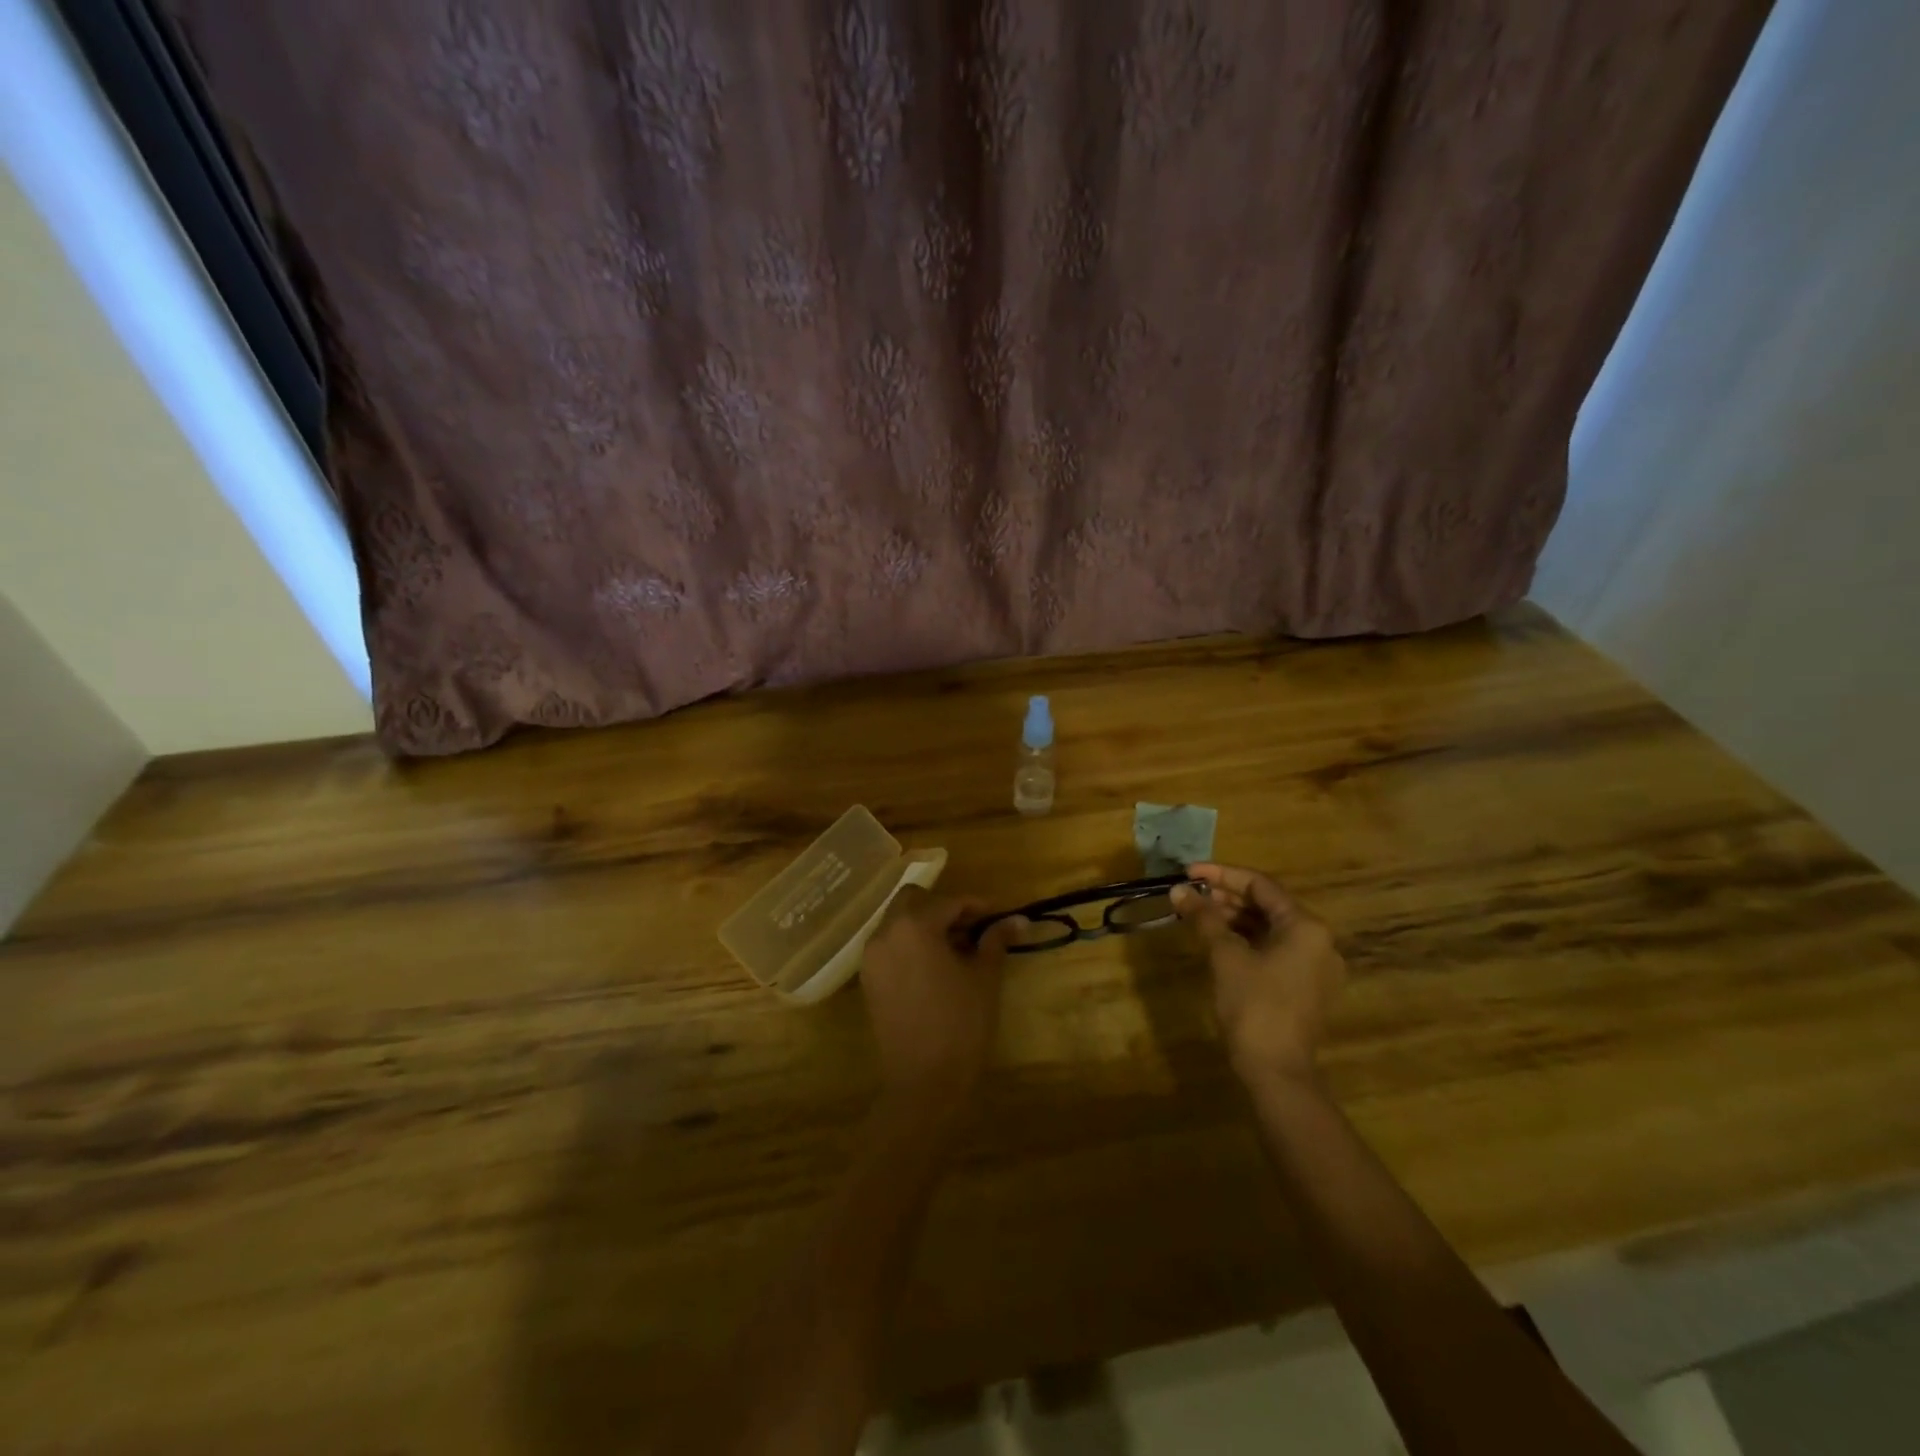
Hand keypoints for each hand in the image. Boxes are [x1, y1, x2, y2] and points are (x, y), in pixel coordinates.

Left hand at [860, 887, 1023, 1123]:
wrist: (924, 1081)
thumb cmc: (960, 1024)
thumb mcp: (985, 977)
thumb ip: (996, 940)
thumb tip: (1018, 918)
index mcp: (915, 926)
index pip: (949, 901)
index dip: (976, 906)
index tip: (998, 917)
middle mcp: (886, 933)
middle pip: (913, 900)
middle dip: (942, 907)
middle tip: (971, 928)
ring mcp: (872, 957)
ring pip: (898, 921)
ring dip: (924, 923)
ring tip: (955, 948)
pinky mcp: (868, 979)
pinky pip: (889, 945)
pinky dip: (910, 943)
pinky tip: (934, 966)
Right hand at [1172, 864, 1345, 1087]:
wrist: (1277, 1072)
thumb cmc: (1254, 1006)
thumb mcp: (1225, 956)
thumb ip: (1204, 918)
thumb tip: (1179, 890)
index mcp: (1306, 926)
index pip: (1260, 885)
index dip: (1221, 875)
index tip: (1188, 873)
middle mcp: (1318, 940)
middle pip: (1268, 905)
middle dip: (1225, 897)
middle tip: (1189, 895)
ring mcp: (1315, 966)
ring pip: (1270, 928)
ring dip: (1234, 918)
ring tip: (1197, 915)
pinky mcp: (1306, 987)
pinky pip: (1275, 949)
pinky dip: (1246, 940)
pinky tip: (1218, 941)